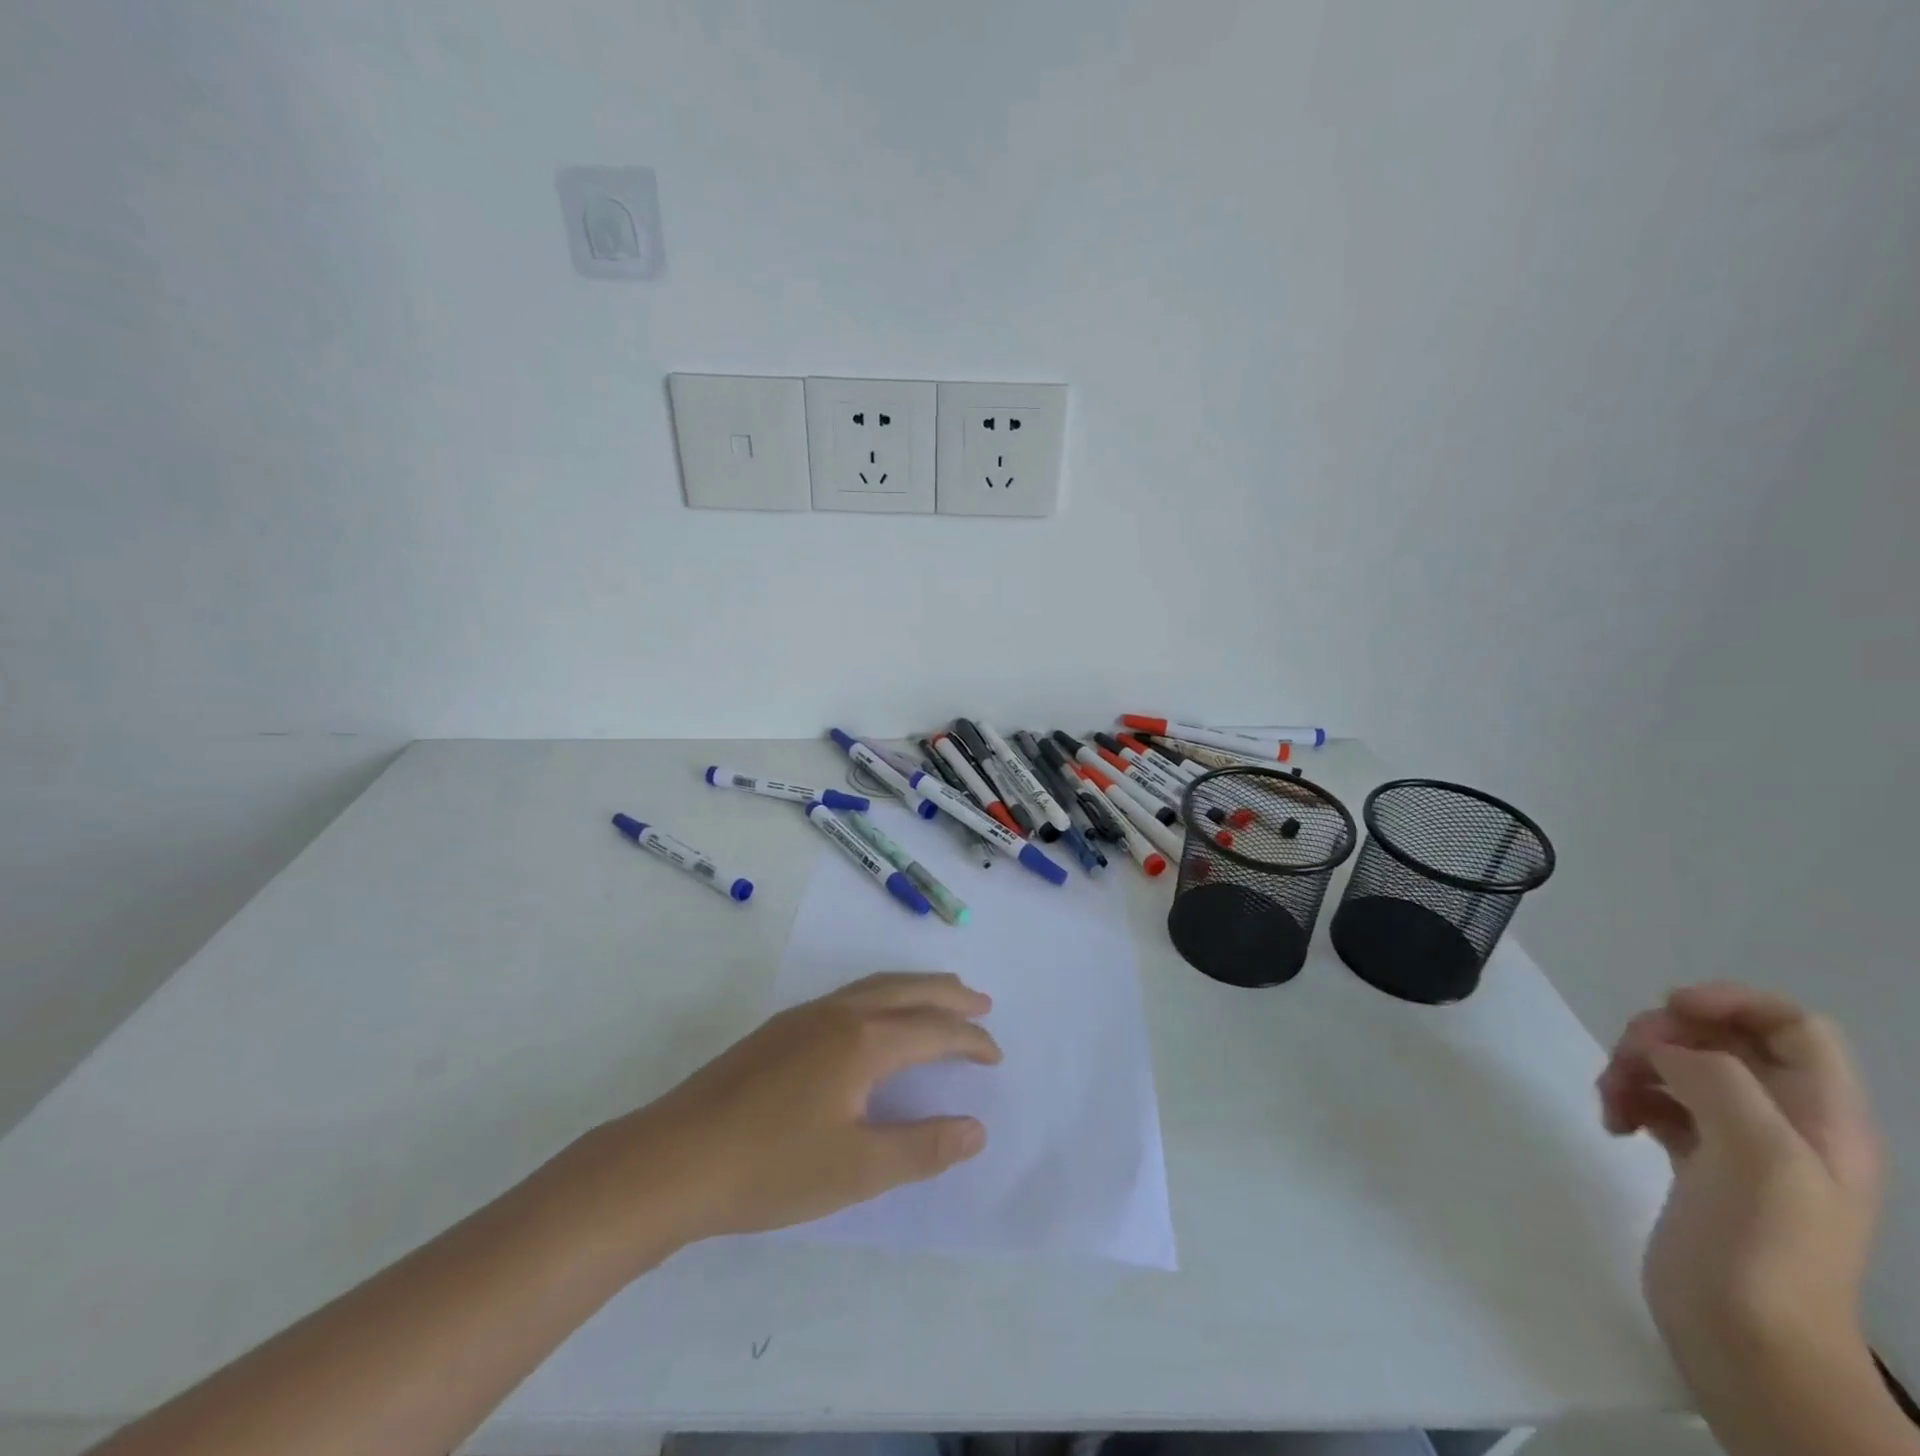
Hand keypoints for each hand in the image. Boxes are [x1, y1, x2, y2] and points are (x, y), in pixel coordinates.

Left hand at [575, 972, 1000, 1251]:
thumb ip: (922, 1147)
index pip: (934, 1030)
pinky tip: (874, 1018)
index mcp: (864, 1041)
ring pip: (875, 986)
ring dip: (914, 988)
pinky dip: (882, 995)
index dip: (970, 1041)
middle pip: (908, 990)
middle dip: (949, 995)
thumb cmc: (771, 1167)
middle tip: (981, 1002)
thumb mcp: (857, 1170)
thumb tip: (977, 1128)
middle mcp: (839, 1014)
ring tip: (939, 998)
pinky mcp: (779, 1029)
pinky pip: (850, 995)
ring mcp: (804, 1016)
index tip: (995, 1055)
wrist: (672, 1159)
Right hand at [1597, 983, 1881, 1360]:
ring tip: (1610, 1101)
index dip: (1731, 1001)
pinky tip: (1614, 1123)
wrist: (1750, 1342)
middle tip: (1626, 1065)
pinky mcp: (1697, 1163)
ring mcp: (1740, 1144)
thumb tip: (1666, 1051)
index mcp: (1823, 1115)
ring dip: (1633, 1067)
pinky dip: (1629, 1097)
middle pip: (1721, 1039)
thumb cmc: (1766, 1246)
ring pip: (1680, 1067)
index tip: (1667, 1011)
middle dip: (1661, 1038)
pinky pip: (1659, 1101)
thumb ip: (1719, 1080)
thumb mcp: (1760, 1154)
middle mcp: (1787, 1121)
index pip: (1791, 1024)